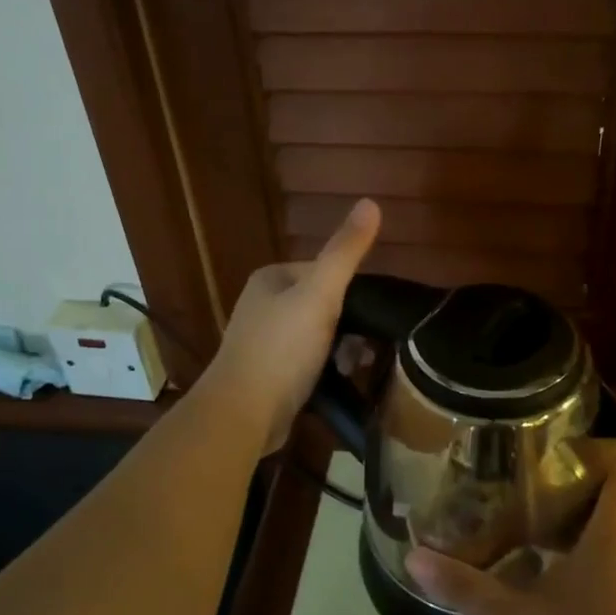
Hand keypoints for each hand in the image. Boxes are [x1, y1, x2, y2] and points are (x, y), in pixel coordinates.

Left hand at [202, 199, 379, 452]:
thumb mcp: (320, 294)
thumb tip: (371, 201)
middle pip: (323, 306)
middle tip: (362, 350)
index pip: (324, 272)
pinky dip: (325, 370)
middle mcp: (263, 305)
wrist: (243, 413)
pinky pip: (307, 363)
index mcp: (271, 278)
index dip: (351, 293)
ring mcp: (263, 341)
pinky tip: (337, 383)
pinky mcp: (268, 374)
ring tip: (352, 369)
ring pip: (318, 336)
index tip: (370, 318)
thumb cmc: (282, 349)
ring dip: (341, 351)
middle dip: (348, 327)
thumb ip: (345, 252)